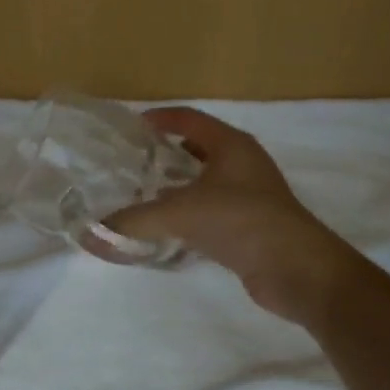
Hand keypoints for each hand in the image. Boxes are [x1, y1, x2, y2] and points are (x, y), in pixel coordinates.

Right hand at [102, 107, 357, 324]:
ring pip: (204, 181)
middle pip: (197, 148)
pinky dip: (188, 213)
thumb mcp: (181, 214)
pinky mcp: (250, 225)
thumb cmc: (242, 221)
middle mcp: (242, 163)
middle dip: (165, 153)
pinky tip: (166, 227)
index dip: (160, 118)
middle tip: (132, 161)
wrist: (299, 270)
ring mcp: (249, 195)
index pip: (189, 119)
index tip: (132, 126)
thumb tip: (90, 234)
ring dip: (176, 185)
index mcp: (230, 145)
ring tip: (142, 193)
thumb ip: (134, 221)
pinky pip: (211, 209)